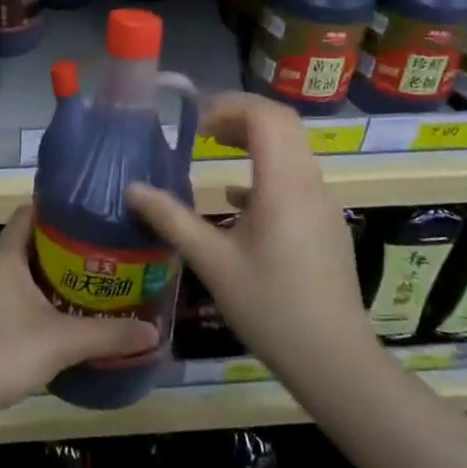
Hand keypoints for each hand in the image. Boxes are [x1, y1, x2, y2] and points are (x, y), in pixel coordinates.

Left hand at [0, 209, 158, 421]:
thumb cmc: (6, 351)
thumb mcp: (64, 342)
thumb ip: (109, 334)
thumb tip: (153, 331)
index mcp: (4, 255)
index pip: (29, 212)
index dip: (58, 210)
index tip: (89, 216)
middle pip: (26, 240)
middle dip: (61, 245)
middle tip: (98, 251)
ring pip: (18, 269)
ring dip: (47, 272)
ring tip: (84, 280)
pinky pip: (10, 291)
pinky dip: (33, 294)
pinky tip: (57, 314)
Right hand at [130, 92, 375, 383]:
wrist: (334, 360)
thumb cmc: (269, 307)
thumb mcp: (212, 262)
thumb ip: (171, 219)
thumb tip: (132, 189)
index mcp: (283, 184)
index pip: (265, 116)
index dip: (230, 107)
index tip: (195, 124)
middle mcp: (310, 183)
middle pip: (282, 124)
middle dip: (241, 117)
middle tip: (203, 131)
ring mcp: (323, 204)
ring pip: (292, 149)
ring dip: (255, 141)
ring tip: (216, 150)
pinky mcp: (327, 224)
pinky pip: (297, 177)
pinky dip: (267, 170)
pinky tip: (237, 200)